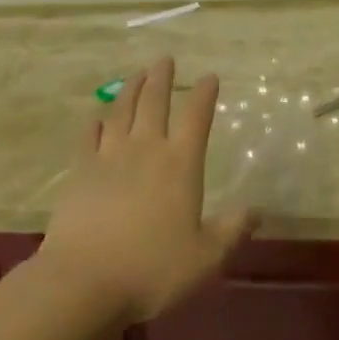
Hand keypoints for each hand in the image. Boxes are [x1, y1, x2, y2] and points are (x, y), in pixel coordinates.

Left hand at [38, 58, 251, 322]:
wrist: (85, 280)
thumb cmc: (153, 270)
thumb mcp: (205, 258)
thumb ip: (231, 231)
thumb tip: (258, 211)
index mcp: (180, 164)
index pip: (196, 118)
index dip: (204, 94)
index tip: (209, 76)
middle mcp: (146, 149)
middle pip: (155, 102)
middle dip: (162, 78)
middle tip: (164, 59)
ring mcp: (109, 156)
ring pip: (122, 111)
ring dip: (131, 89)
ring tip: (137, 75)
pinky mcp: (80, 170)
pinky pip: (88, 136)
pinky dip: (95, 123)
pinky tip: (97, 117)